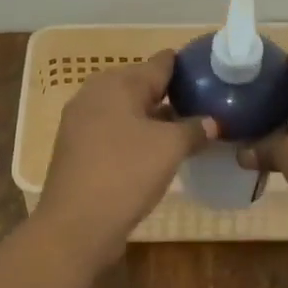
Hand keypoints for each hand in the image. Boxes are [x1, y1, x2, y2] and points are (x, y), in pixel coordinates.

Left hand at [38, 50, 216, 267]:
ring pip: (127, 110)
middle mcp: (95, 93)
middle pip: (141, 85)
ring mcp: (82, 121)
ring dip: (154, 118)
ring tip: (186, 129)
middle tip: (204, 104)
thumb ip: (194, 129)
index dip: (186, 67)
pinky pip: (114, 131)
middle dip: (171, 94)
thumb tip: (211, 122)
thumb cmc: (125, 172)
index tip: (211, 73)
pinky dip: (136, 136)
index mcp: (117, 82)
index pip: (160, 63)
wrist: (76, 224)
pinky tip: (156, 152)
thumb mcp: (170, 148)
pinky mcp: (77, 148)